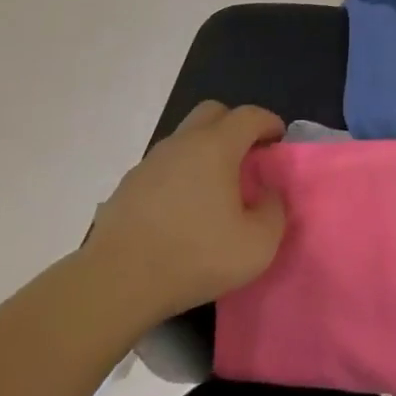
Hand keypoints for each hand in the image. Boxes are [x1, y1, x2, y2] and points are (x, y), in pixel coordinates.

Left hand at [83, 102, 285, 317]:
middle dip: (234, 125)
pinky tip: (181, 210)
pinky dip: (179, 174)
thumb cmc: (193, 257)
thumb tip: (267, 194)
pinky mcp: (128, 185)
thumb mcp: (256, 246)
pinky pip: (164, 166)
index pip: (249, 116)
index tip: (278, 140)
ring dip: (204, 150)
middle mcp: (183, 142)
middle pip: (213, 113)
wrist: (117, 282)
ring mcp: (151, 161)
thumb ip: (274, 212)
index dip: (268, 122)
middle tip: (247, 156)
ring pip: (185, 138)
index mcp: (216, 146)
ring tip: (214, 188)